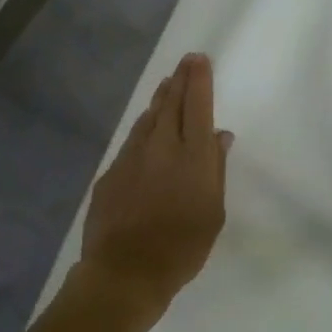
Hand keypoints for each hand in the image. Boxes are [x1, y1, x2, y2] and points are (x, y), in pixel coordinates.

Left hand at [80, 52, 232, 321]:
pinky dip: (144, 125)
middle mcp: (161, 147)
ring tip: (167, 85)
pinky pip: (132, 139)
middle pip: (171, 104)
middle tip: (186, 62)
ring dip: (160, 99)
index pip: (198, 107)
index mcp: (192, 156)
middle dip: (180, 80)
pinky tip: (146, 126)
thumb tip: (220, 136)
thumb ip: (216, 169)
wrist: (124, 272)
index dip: (199, 81)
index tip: (199, 60)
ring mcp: (131, 157)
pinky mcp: (111, 172)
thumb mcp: (213, 213)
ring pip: (148, 118)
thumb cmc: (182, 247)